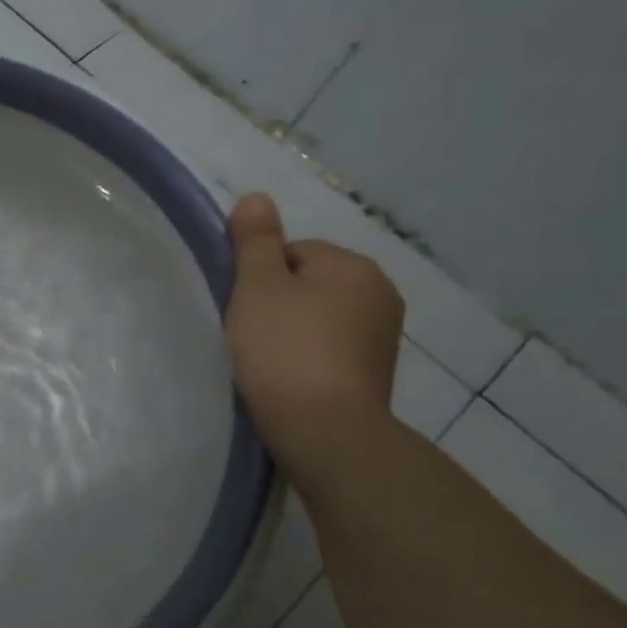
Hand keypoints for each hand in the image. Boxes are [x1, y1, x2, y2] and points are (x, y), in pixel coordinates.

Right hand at [225, 192, 403, 497]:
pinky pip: (332, 349)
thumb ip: (255, 241)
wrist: (325, 430)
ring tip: (267, 361)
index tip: (244, 310)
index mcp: (353, 266)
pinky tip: (290, 379)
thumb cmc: (284, 351)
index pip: (293, 252)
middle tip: (251, 335)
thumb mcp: (257, 288)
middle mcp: (380, 292)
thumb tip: (256, 196)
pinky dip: (310, 358)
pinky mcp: (376, 372)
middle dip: (280, 303)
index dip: (260, 277)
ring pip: (321, 318)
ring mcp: (383, 336)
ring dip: (295, 331)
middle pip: (309, 283)